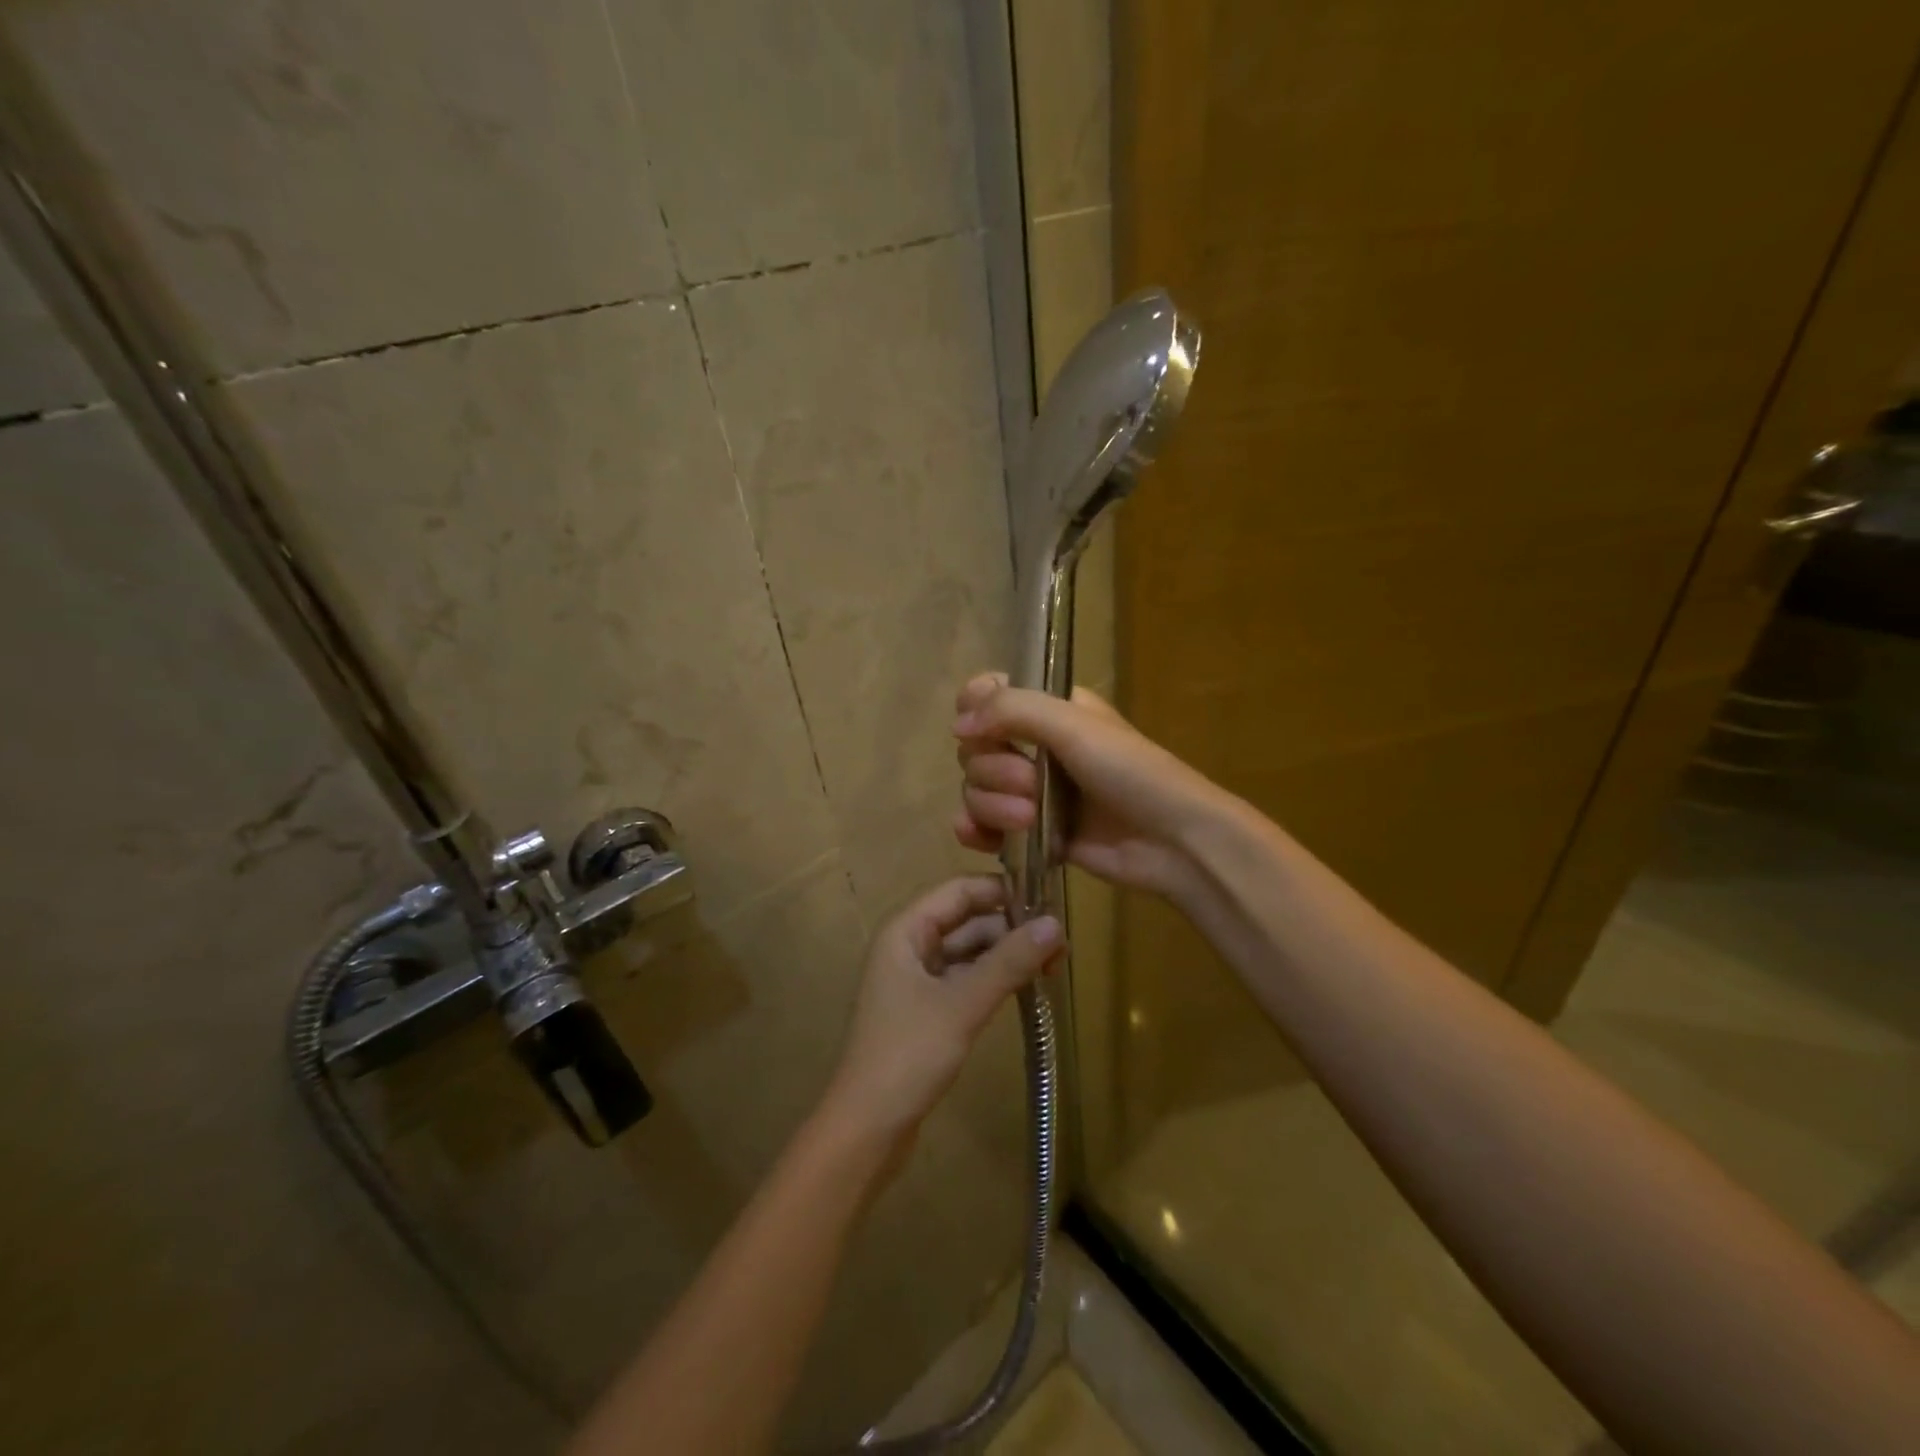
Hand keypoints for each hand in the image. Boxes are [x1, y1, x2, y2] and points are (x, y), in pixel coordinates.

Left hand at [823, 876, 1061, 1145]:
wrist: (867, 1128)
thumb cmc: (908, 1054)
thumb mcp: (963, 1004)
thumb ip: (1009, 962)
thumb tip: (1055, 924)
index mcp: (906, 930)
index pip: (959, 890)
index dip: (1002, 891)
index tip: (1048, 901)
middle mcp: (908, 946)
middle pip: (966, 920)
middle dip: (1010, 928)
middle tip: (1061, 944)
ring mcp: (916, 979)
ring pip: (968, 952)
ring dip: (1005, 955)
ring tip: (1053, 966)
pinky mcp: (925, 1009)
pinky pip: (964, 979)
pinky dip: (993, 979)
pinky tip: (1025, 988)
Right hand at [952, 673, 1231, 904]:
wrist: (1173, 841)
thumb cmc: (1131, 771)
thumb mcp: (1074, 726)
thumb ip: (1012, 711)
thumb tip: (958, 724)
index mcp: (1050, 709)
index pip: (989, 695)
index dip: (975, 710)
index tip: (979, 730)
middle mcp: (1035, 746)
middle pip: (975, 748)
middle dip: (994, 770)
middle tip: (1030, 785)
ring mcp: (1032, 792)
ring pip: (977, 789)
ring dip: (992, 804)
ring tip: (1029, 820)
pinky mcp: (1032, 832)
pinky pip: (984, 826)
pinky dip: (979, 831)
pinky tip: (985, 839)